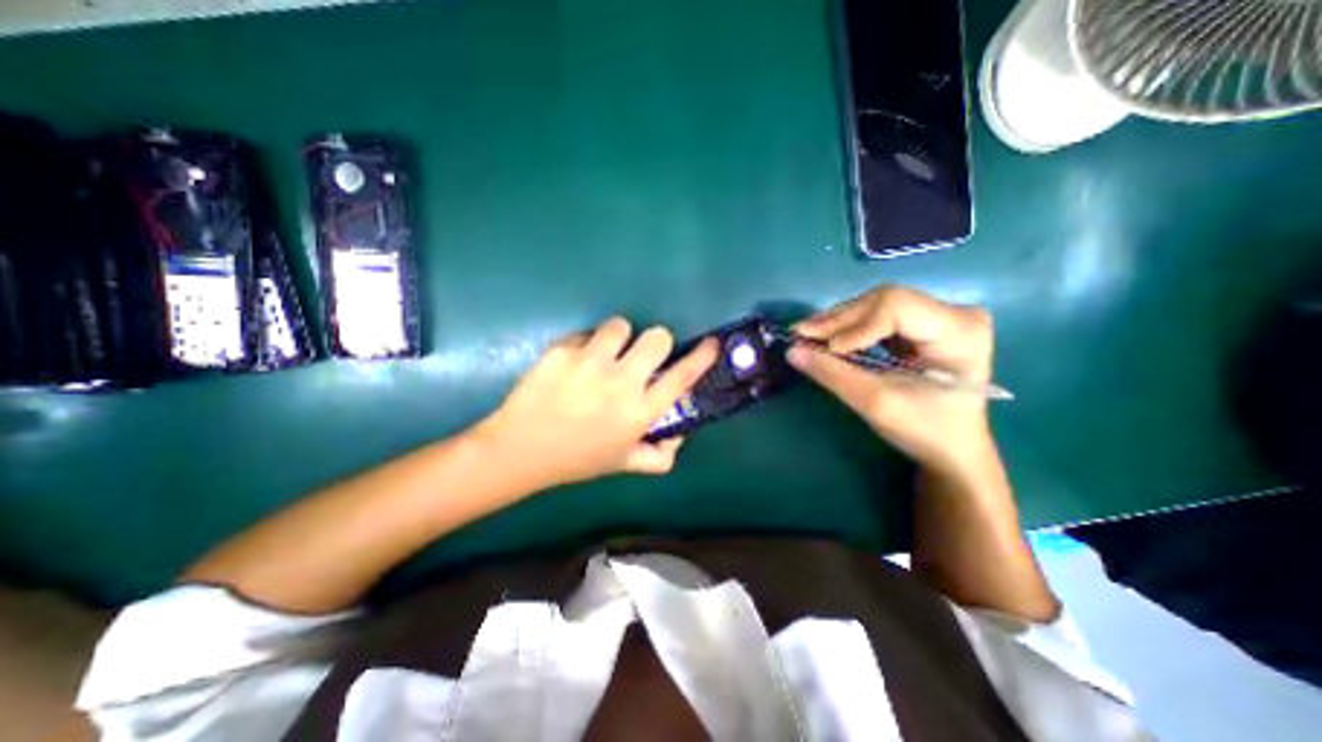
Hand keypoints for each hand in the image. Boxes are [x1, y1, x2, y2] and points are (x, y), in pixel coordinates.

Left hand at [477, 316, 717, 489]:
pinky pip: (585, 334)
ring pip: (620, 326)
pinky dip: (585, 345)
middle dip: (655, 342)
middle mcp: (621, 383)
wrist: (520, 450)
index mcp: (639, 412)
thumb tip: (680, 436)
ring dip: (618, 339)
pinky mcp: (562, 351)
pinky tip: (572, 365)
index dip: (702, 357)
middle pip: (657, 337)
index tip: (711, 343)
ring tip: (602, 356)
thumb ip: (660, 455)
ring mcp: (590, 364)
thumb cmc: (577, 459)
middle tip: (639, 356)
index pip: (681, 377)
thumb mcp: (623, 463)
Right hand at [783, 284, 990, 474]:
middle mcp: (953, 312)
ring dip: (838, 322)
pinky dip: (848, 328)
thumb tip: (791, 350)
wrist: (951, 449)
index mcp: (959, 330)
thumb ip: (833, 373)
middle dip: (839, 320)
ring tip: (806, 335)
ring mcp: (938, 316)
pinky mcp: (922, 325)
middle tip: (800, 334)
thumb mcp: (876, 403)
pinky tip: (826, 337)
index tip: (826, 350)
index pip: (897, 306)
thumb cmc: (924, 430)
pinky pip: (877, 316)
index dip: (856, 325)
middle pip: (883, 301)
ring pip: (876, 305)